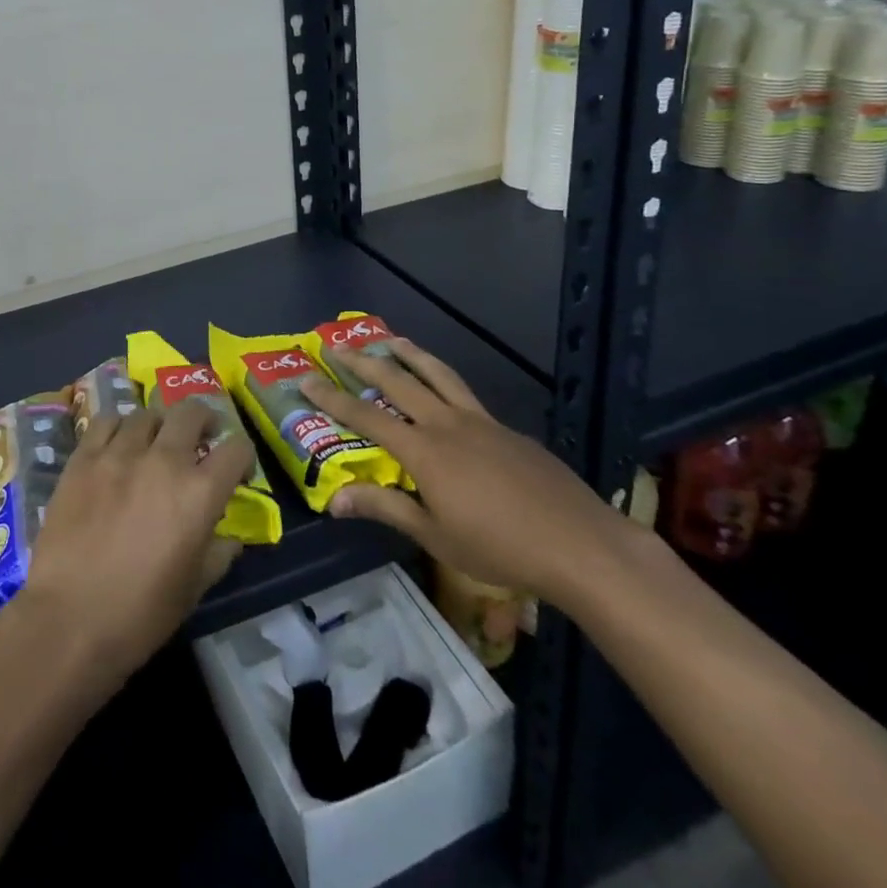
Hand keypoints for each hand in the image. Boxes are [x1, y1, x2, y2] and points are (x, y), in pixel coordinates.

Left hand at [18, 401, 253, 688]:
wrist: (69, 620)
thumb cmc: (140, 614)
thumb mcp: (194, 589)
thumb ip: (218, 553)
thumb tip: (230, 537)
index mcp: (199, 493)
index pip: (236, 448)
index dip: (242, 456)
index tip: (235, 471)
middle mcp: (164, 460)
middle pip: (191, 412)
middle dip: (203, 421)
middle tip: (199, 440)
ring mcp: (119, 454)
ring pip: (147, 414)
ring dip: (158, 427)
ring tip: (153, 445)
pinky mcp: (83, 458)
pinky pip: (106, 422)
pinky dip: (118, 428)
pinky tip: (116, 446)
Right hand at [299, 338, 639, 609]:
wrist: (579, 544)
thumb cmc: (500, 548)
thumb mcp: (436, 535)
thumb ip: (385, 509)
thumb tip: (334, 500)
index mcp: (424, 451)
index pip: (366, 417)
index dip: (333, 398)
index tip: (306, 378)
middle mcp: (448, 424)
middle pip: (398, 382)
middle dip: (364, 361)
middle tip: (338, 344)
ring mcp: (481, 421)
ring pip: (438, 375)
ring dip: (409, 354)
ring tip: (390, 339)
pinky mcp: (507, 429)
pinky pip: (465, 394)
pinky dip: (443, 380)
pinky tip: (444, 394)